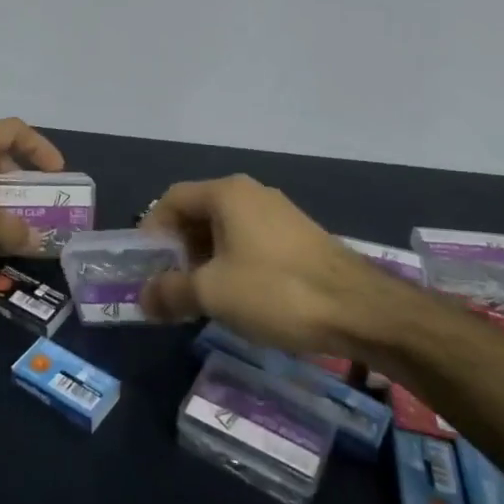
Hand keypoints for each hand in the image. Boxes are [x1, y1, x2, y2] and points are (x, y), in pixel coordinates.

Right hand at [138, 174, 406, 356]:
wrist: (361, 310)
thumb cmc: (276, 291)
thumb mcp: (212, 294)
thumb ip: (170, 292)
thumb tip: (143, 299)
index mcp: (226, 193)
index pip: (172, 199)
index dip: (152, 230)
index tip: (145, 266)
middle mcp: (251, 193)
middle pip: (198, 213)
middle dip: (178, 249)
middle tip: (170, 285)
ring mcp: (278, 213)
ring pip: (225, 229)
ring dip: (205, 259)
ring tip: (201, 296)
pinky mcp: (299, 237)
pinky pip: (250, 241)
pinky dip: (233, 263)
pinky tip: (238, 297)